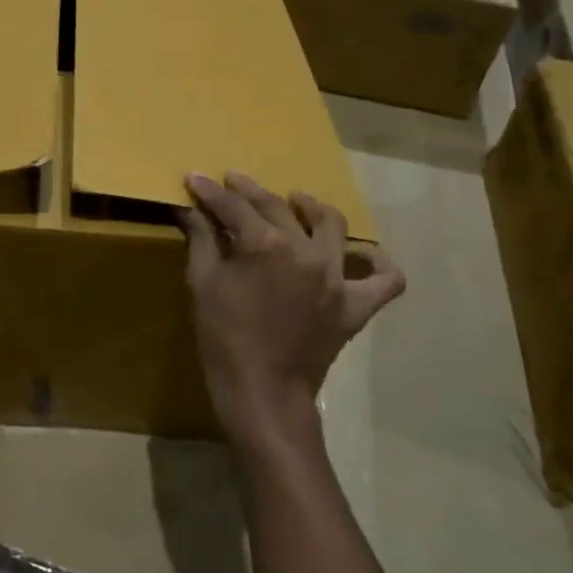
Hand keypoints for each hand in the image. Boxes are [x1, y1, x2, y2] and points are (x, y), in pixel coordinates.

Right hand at [180, 172, 404, 452]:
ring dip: (310, 207)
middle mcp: (308, 252)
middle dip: (249, 192)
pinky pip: (384, 279)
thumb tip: (188, 207)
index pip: (234, 207)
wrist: (262, 393)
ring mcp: (338, 278)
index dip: (211, 191)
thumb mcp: (202, 283)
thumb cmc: (223, 338)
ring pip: (332, 225)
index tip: (195, 178)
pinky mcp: (356, 305)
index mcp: (266, 246)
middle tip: (232, 183)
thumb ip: (200, 239)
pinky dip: (376, 262)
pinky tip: (361, 252)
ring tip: (296, 202)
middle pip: (277, 208)